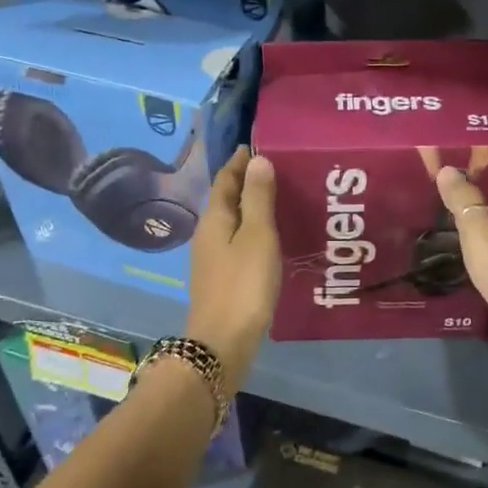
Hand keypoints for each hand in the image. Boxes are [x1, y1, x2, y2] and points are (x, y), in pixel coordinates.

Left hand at [186, 147, 280, 385]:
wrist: (222, 342)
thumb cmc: (243, 284)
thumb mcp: (257, 236)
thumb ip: (258, 198)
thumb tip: (257, 159)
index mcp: (214, 218)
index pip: (225, 179)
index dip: (241, 161)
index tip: (261, 145)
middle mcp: (208, 234)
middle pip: (226, 199)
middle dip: (248, 181)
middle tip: (279, 169)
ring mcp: (212, 258)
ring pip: (232, 221)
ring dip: (251, 206)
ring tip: (280, 198)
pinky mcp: (222, 277)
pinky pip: (237, 241)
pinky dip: (252, 230)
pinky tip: (271, 237)